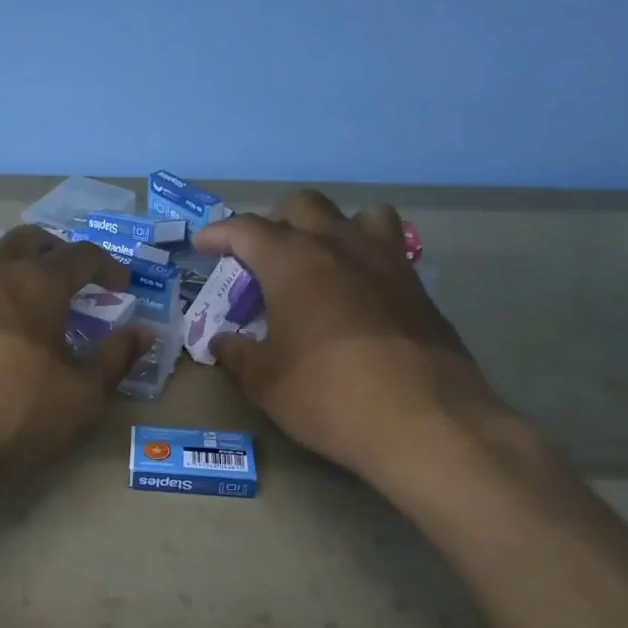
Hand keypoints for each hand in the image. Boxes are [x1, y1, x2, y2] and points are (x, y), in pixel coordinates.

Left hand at [0, 226, 150, 482]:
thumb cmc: (16, 412)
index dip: (108, 266)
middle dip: (58, 251)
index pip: (81, 254)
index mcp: (36, 282)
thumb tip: (143, 332)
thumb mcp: (81, 394)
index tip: (121, 286)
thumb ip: (115, 358)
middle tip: (76, 280)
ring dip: (20, 274)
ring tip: (36, 310)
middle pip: (29, 240)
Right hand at [196, 191, 514, 493]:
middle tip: (260, 260)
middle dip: (274, 223)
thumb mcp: (264, 381)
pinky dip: (364, 258)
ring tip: (318, 264)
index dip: (219, 234)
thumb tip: (224, 341)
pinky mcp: (418, 286)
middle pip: (302, 206)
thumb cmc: (327, 395)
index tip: (204, 245)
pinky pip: (388, 249)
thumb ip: (238, 353)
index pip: (246, 229)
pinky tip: (356, 296)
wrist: (423, 421)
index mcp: (292, 261)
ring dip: (330, 229)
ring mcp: (386, 261)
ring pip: (357, 215)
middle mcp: (340, 245)